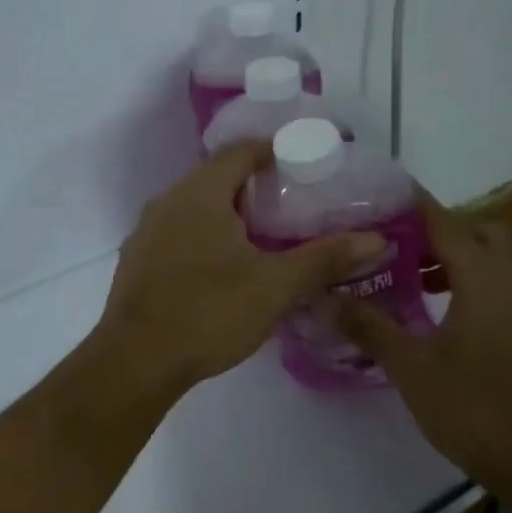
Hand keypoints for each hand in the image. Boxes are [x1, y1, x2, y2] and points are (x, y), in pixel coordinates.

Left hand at [97, 142, 385, 395]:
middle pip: (217, 176)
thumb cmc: (208, 313)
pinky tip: (224, 267)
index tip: (306, 165)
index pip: (240, 150)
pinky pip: (178, 232)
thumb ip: (324, 259)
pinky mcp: (138, 260)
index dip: (274, 150)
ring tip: (265, 236)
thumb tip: (376, 239)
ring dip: (228, 213)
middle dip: (255, 184)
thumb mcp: (275, 286)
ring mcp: (147, 231)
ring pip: (195, 206)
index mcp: (200, 193)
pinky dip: (205, 236)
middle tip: (294, 204)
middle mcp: (168, 201)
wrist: (135, 362)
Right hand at [337, 191, 511, 512]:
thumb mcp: (411, 366)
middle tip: (393, 241)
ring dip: (452, 258)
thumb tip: (324, 298)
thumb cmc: (475, 407)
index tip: (376, 192)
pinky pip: (495, 288)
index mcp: (484, 278)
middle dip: (437, 229)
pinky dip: (465, 284)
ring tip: (405, 274)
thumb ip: (368, 326)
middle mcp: (511, 282)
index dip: (411, 203)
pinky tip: (433, 313)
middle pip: (478, 232)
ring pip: (490, 262)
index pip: (445, 221)